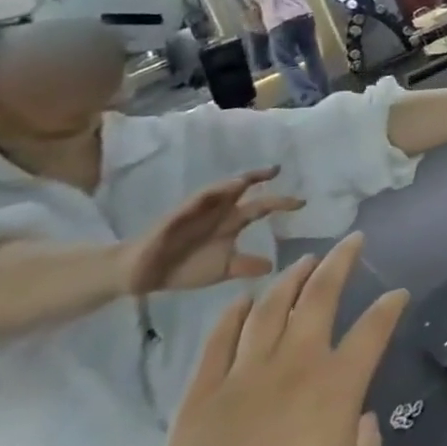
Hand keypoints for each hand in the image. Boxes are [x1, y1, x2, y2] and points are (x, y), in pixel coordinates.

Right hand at [121, 170, 305, 294]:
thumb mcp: (223, 268)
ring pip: (218, 190)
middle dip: (259, 177)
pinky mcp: (174, 217)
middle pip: (243, 188)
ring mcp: (196, 212)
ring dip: (232, 183)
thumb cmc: (185, 267)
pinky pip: (191, 203)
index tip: (303, 202)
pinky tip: (213, 195)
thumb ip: (247, 265)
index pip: (261, 206)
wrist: (143, 276)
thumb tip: (274, 267)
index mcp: (232, 222)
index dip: (281, 202)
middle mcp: (219, 211)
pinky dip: (204, 198)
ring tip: (248, 178)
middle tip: (277, 169)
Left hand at [133, 236, 407, 445]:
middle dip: (339, 262)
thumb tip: (357, 420)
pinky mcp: (201, 398)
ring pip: (269, 309)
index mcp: (337, 386)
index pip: (373, 329)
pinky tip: (240, 301)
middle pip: (319, 297)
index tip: (399, 293)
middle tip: (351, 239)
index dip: (390, 307)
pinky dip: (230, 317)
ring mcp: (244, 378)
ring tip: (302, 261)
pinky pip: (217, 343)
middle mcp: (295, 366)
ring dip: (289, 280)